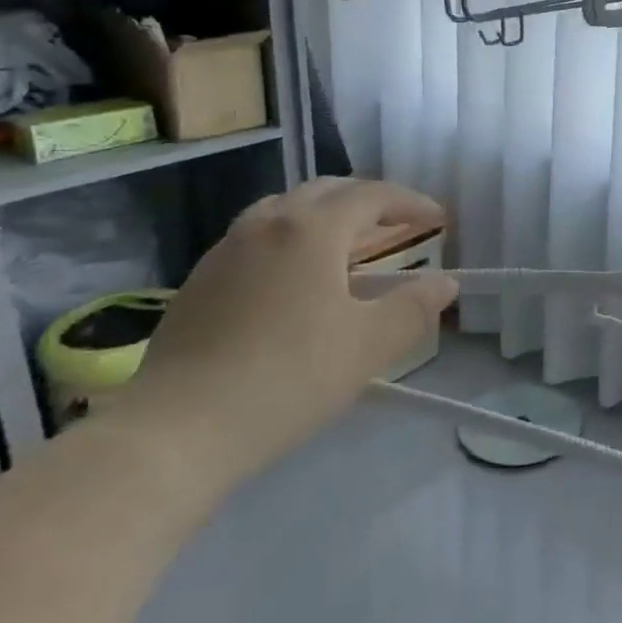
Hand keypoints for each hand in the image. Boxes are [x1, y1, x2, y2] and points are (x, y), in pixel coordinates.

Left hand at [116, 179, 457, 499]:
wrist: (177, 431)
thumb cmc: (289, 377)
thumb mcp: (369, 345)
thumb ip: (415, 308)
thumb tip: (444, 284)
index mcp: (311, 229)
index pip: (371, 196)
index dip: (411, 202)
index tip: (439, 220)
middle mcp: (266, 224)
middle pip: (325, 191)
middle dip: (368, 200)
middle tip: (397, 223)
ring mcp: (225, 250)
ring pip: (285, 210)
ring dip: (326, 216)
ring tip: (349, 244)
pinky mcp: (199, 281)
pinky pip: (258, 238)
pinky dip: (292, 239)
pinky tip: (298, 279)